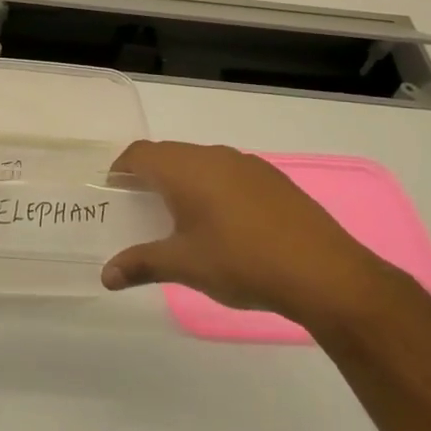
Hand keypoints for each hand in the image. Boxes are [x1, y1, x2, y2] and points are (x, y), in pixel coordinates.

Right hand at [102, 141, 388, 327]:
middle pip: (169, 154)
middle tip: (140, 208)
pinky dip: (213, 188)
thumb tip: (106, 276)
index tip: (113, 192)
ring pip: (201, 162)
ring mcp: (248, 165)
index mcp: (186, 170)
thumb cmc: (242, 263)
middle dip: (150, 176)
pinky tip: (224, 223)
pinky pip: (229, 173)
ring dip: (184, 181)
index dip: (121, 169)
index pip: (140, 154)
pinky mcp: (273, 179)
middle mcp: (214, 156)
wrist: (324, 273)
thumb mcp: (184, 266)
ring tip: (180, 217)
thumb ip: (141, 264)